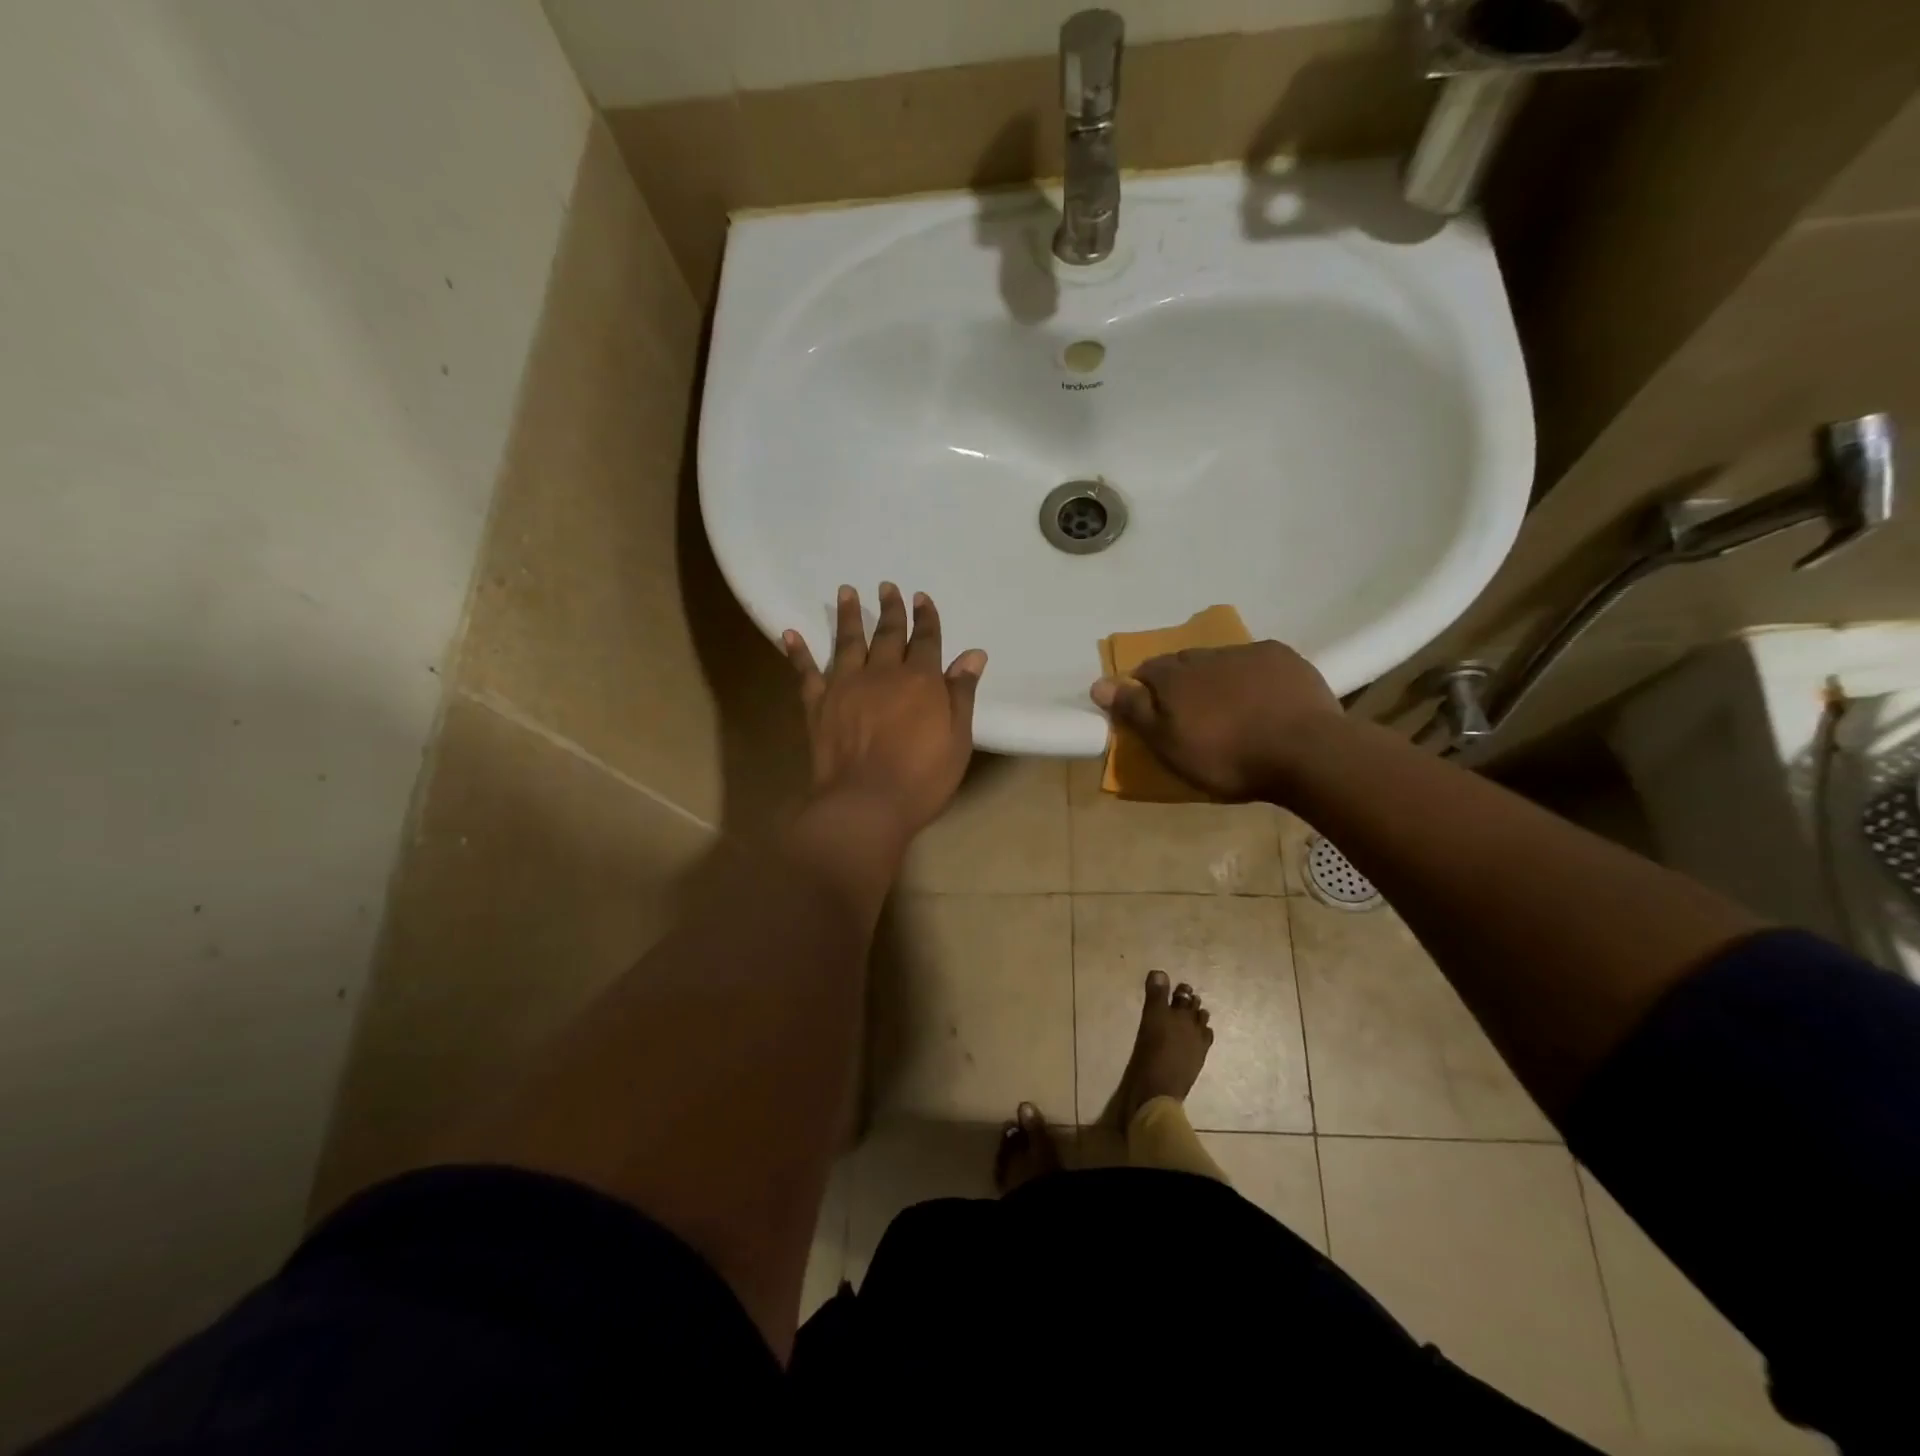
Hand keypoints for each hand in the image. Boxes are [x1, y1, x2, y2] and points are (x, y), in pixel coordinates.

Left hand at [784, 584, 987, 837]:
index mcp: (921, 680)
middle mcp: (883, 673)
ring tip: (847, 591)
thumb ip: (962, 694)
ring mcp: (846, 685)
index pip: (926, 640)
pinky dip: (797, 652)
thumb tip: (973, 654)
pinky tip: (790, 634)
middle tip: (887, 586)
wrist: (865, 803)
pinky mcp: (817, 703)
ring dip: (849, 616)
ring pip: (848, 642)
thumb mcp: (957, 739)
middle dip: (891, 609)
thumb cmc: (922, 778)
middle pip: (888, 634)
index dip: (926, 618)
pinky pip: (805, 671)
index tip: (922, 597)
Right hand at [1090, 641, 1340, 801]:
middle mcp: (1205, 655)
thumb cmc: (1227, 757)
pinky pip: (1255, 661)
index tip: (1150, 711)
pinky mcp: (1283, 657)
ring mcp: (1247, 653)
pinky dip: (1251, 675)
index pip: (1146, 671)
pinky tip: (1262, 697)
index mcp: (1174, 676)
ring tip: (1228, 707)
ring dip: (1215, 677)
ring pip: (1219, 660)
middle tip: (1189, 713)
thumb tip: (1098, 684)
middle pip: (1182, 662)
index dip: (1143, 689)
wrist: (1305, 752)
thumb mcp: (1169, 745)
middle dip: (1180, 681)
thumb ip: (1134, 711)